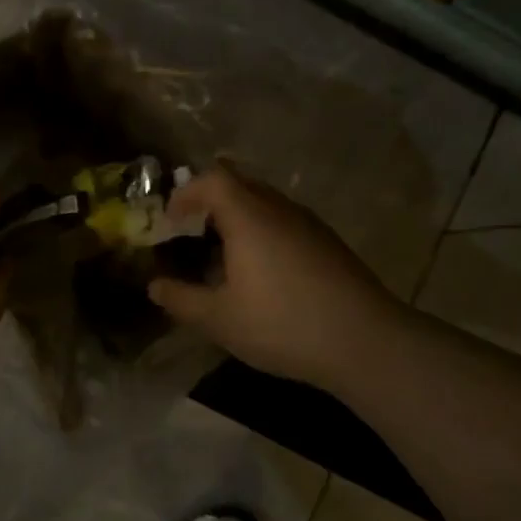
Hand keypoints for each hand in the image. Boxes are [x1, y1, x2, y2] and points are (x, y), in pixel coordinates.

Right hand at [147, 166, 409, 393]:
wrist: (366, 341)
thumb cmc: (283, 324)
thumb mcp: (220, 320)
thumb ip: (182, 300)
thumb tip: (155, 286)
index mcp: (249, 216)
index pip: (212, 178)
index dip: (186, 192)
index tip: (170, 220)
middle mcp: (279, 208)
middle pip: (239, 184)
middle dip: (209, 202)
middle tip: (191, 233)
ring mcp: (309, 223)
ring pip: (264, 203)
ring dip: (237, 218)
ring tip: (222, 256)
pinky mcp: (328, 242)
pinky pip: (284, 221)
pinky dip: (262, 232)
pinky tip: (261, 274)